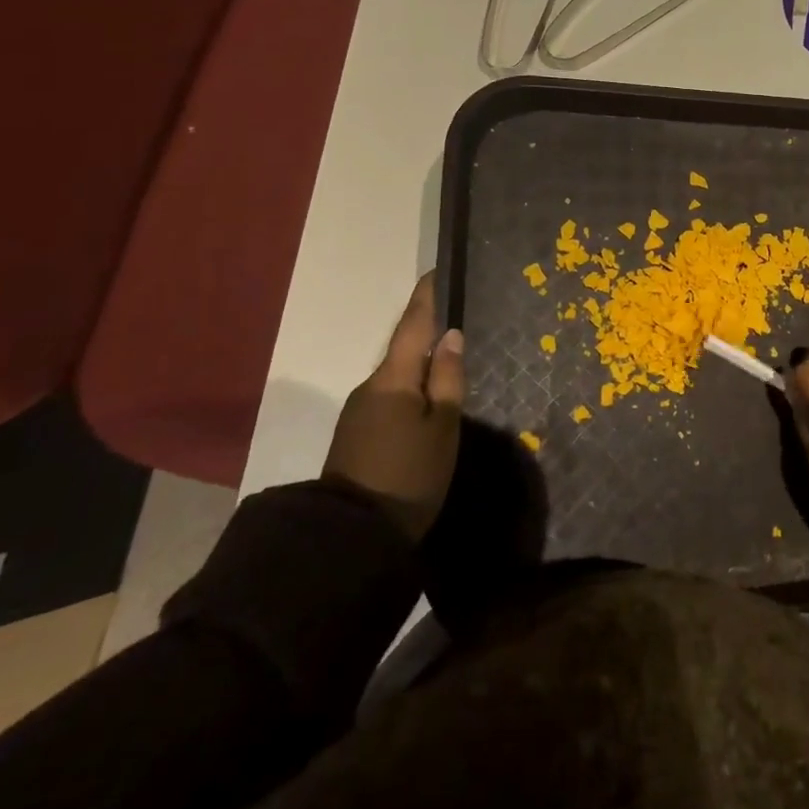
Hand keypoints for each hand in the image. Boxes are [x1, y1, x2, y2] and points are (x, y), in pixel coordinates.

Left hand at [324, 273, 464, 542]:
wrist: (352, 537)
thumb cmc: (409, 475)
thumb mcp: (442, 427)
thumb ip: (447, 379)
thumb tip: (450, 335)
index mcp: (393, 378)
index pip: (412, 325)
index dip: (426, 297)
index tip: (437, 271)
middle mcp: (371, 386)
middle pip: (402, 349)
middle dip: (426, 332)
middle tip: (457, 318)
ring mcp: (359, 411)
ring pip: (396, 376)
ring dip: (419, 364)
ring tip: (449, 361)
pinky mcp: (357, 434)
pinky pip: (389, 397)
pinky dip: (410, 388)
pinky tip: (427, 400)